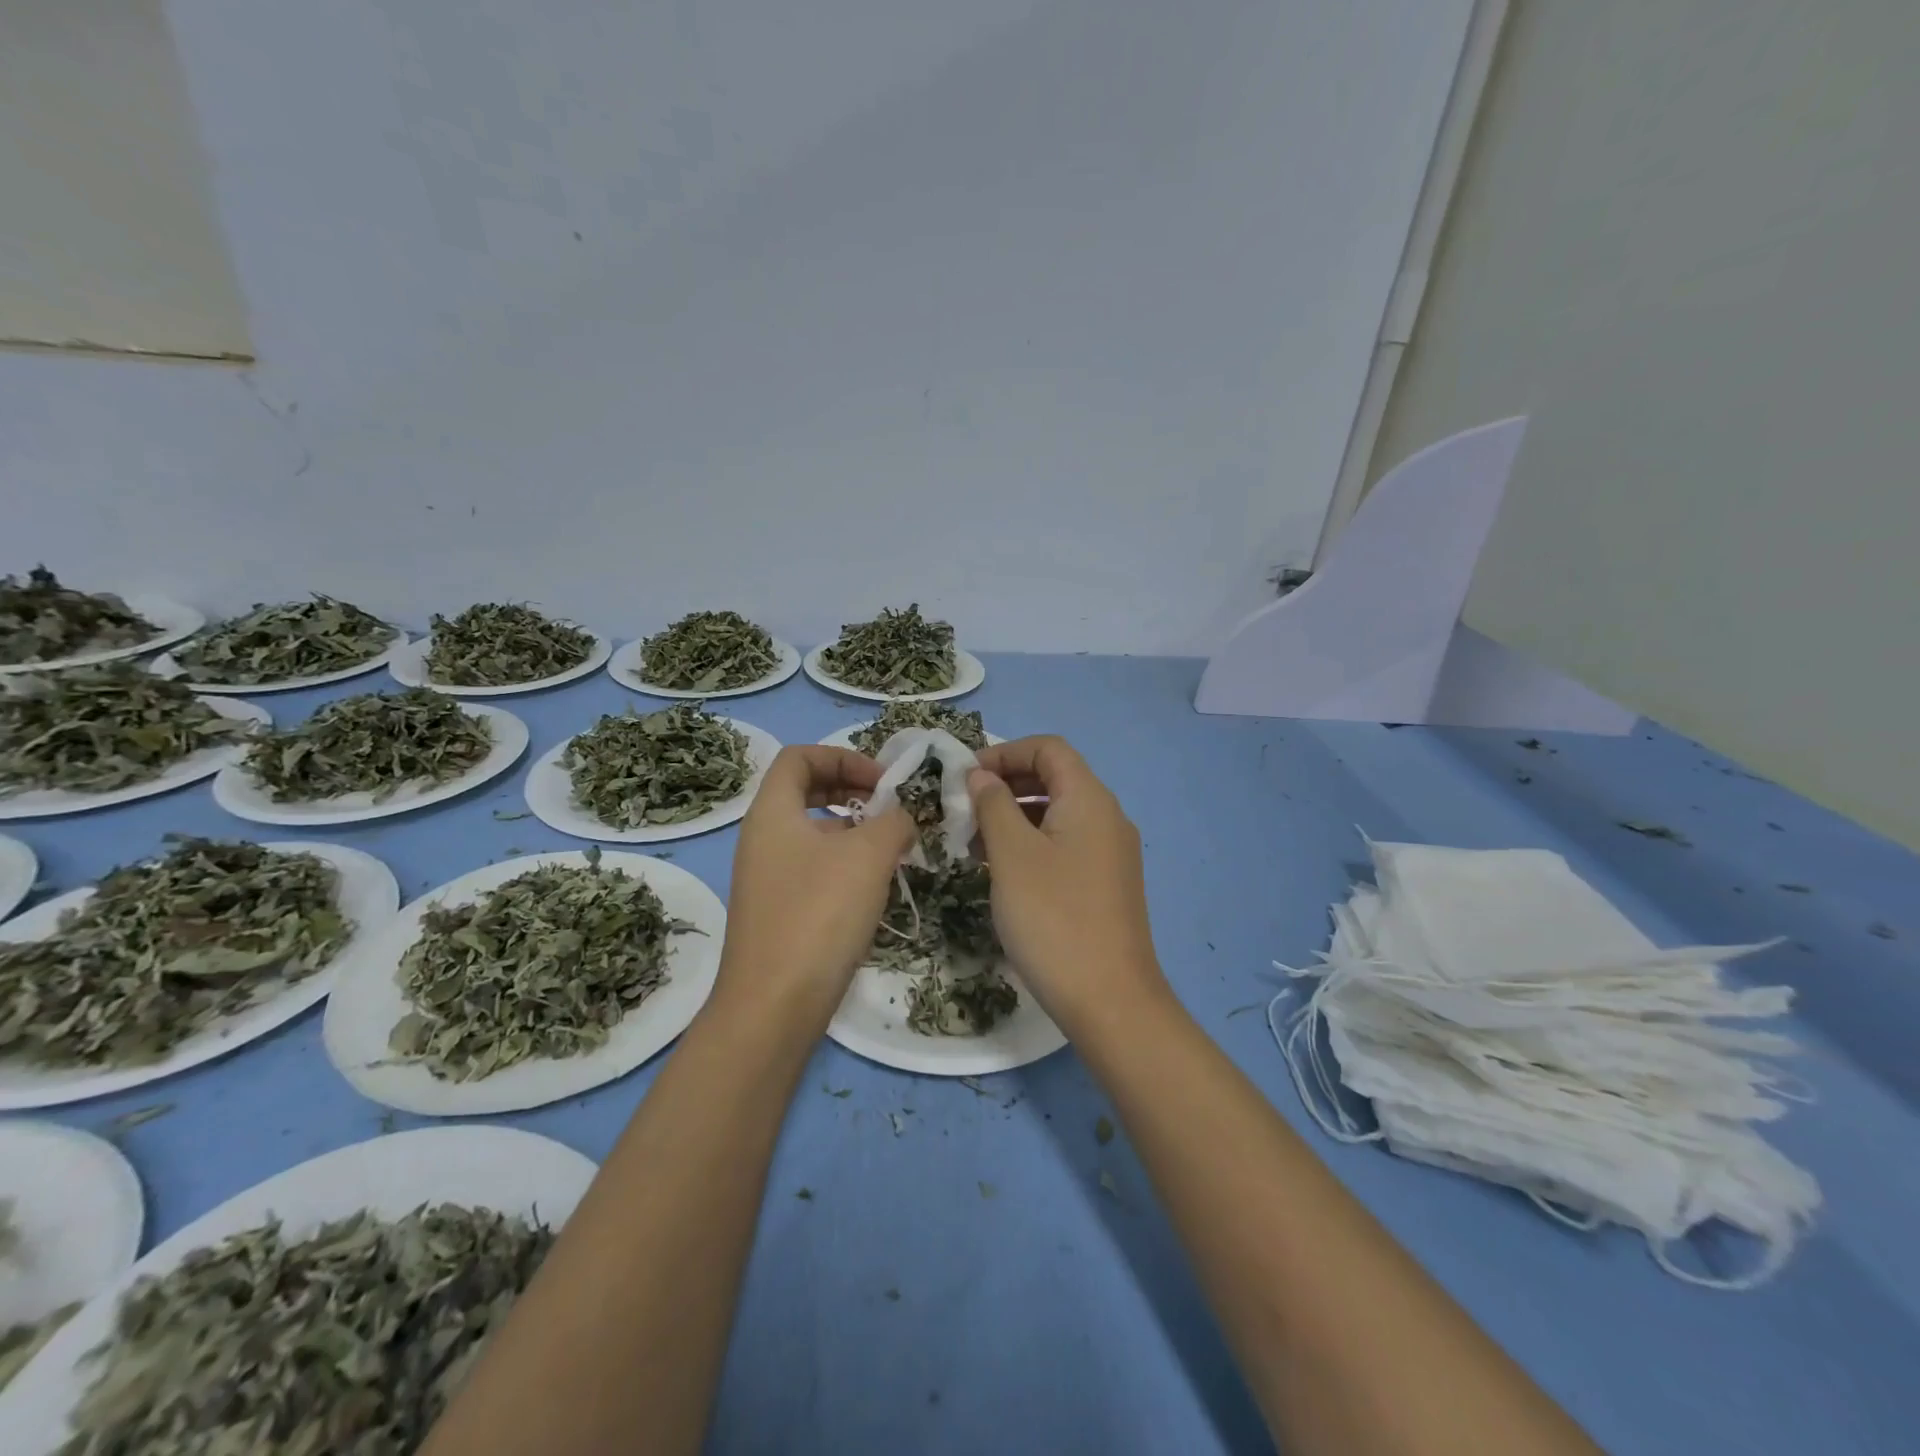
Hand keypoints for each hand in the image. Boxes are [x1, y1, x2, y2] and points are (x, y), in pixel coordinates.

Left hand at [717, 745, 913, 1030]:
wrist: (774, 1007)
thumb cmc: (819, 914)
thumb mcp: (868, 856)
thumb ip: (893, 822)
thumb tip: (901, 819)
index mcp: (771, 812)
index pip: (799, 757)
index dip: (843, 756)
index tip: (882, 782)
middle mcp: (762, 838)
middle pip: (805, 791)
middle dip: (852, 790)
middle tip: (890, 809)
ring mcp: (767, 877)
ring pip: (813, 832)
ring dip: (854, 831)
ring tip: (892, 851)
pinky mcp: (778, 911)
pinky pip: (813, 868)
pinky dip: (845, 864)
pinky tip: (874, 889)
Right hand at [967, 736, 1169, 1034]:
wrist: (1109, 1000)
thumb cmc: (1053, 917)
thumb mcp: (1012, 855)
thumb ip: (994, 805)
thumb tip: (982, 776)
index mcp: (1089, 799)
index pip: (1048, 748)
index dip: (1004, 752)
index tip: (965, 777)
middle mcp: (1107, 817)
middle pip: (1054, 778)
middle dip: (1006, 785)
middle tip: (964, 810)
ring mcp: (1111, 853)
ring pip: (1057, 814)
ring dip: (1015, 817)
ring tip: (974, 844)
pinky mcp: (1106, 884)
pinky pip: (1065, 845)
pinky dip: (1032, 844)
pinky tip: (1002, 871)